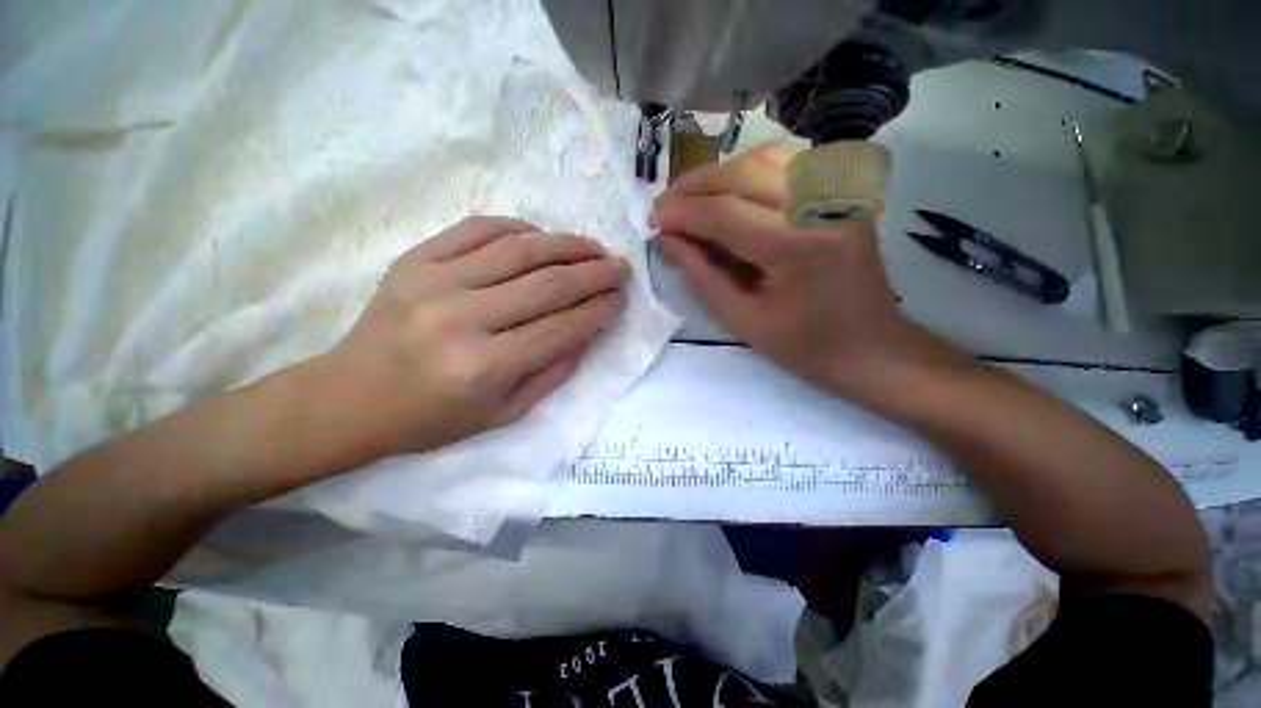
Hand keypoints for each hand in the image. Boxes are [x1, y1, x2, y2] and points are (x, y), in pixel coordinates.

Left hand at [317, 216, 627, 463]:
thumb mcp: (504, 414)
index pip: (561, 327)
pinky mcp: (415, 259)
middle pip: (548, 284)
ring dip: (567, 245)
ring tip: (593, 248)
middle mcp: (462, 318)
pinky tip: (543, 237)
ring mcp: (434, 281)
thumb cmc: (433, 417)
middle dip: (594, 273)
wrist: (351, 397)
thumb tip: (587, 332)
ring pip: (520, 249)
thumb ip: (553, 373)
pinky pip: (479, 228)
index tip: (621, 298)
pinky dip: (519, 228)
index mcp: (484, 366)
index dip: (598, 309)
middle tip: (620, 267)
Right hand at [650, 145, 947, 401]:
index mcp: (798, 246)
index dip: (682, 213)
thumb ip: (700, 274)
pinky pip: (787, 163)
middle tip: (664, 208)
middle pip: (742, 174)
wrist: (871, 347)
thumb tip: (667, 239)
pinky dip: (748, 169)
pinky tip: (727, 191)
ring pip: (763, 158)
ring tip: (689, 199)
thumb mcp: (741, 320)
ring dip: (718, 174)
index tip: (652, 220)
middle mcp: (822, 205)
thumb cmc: (804, 346)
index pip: (724, 213)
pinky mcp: (841, 193)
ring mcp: (838, 192)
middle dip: (693, 187)